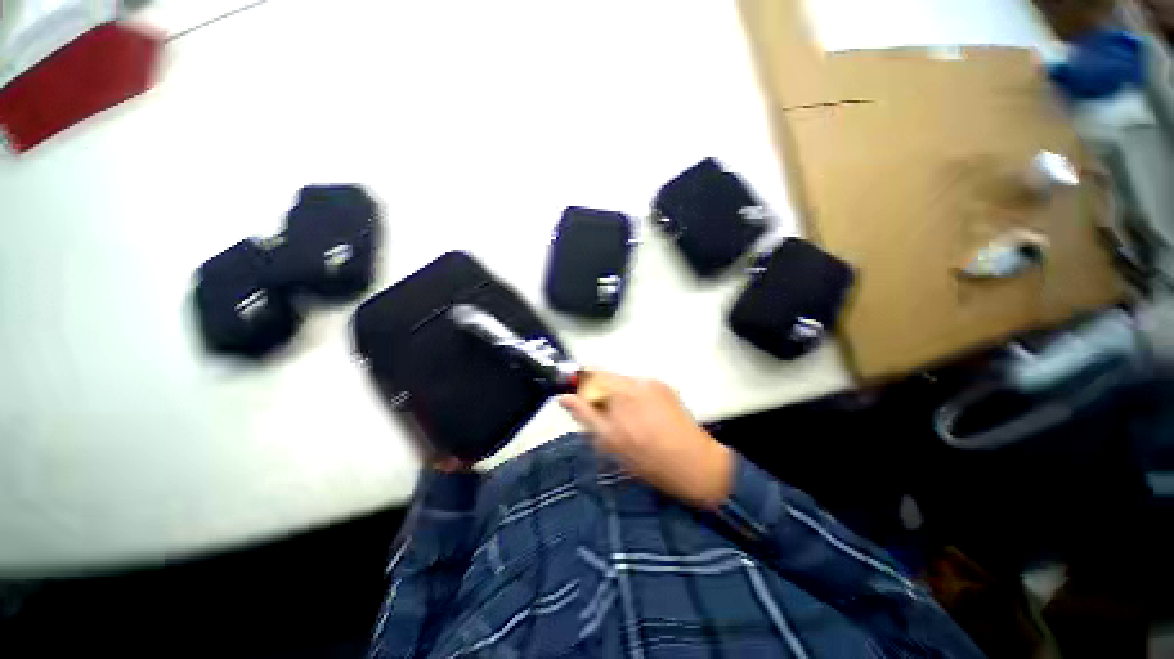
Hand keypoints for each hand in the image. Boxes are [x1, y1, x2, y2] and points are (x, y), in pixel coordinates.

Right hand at [559, 372, 733, 509]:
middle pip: (607, 376)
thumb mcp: (609, 441)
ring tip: (623, 421)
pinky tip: (640, 418)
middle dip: (598, 392)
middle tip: (602, 418)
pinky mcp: (666, 387)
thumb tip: (564, 397)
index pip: (591, 374)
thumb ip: (585, 415)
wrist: (695, 465)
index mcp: (621, 391)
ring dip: (615, 395)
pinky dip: (632, 398)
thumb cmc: (647, 459)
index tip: (577, 399)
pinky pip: (639, 387)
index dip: (580, 384)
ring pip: (623, 382)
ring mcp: (654, 382)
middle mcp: (637, 379)